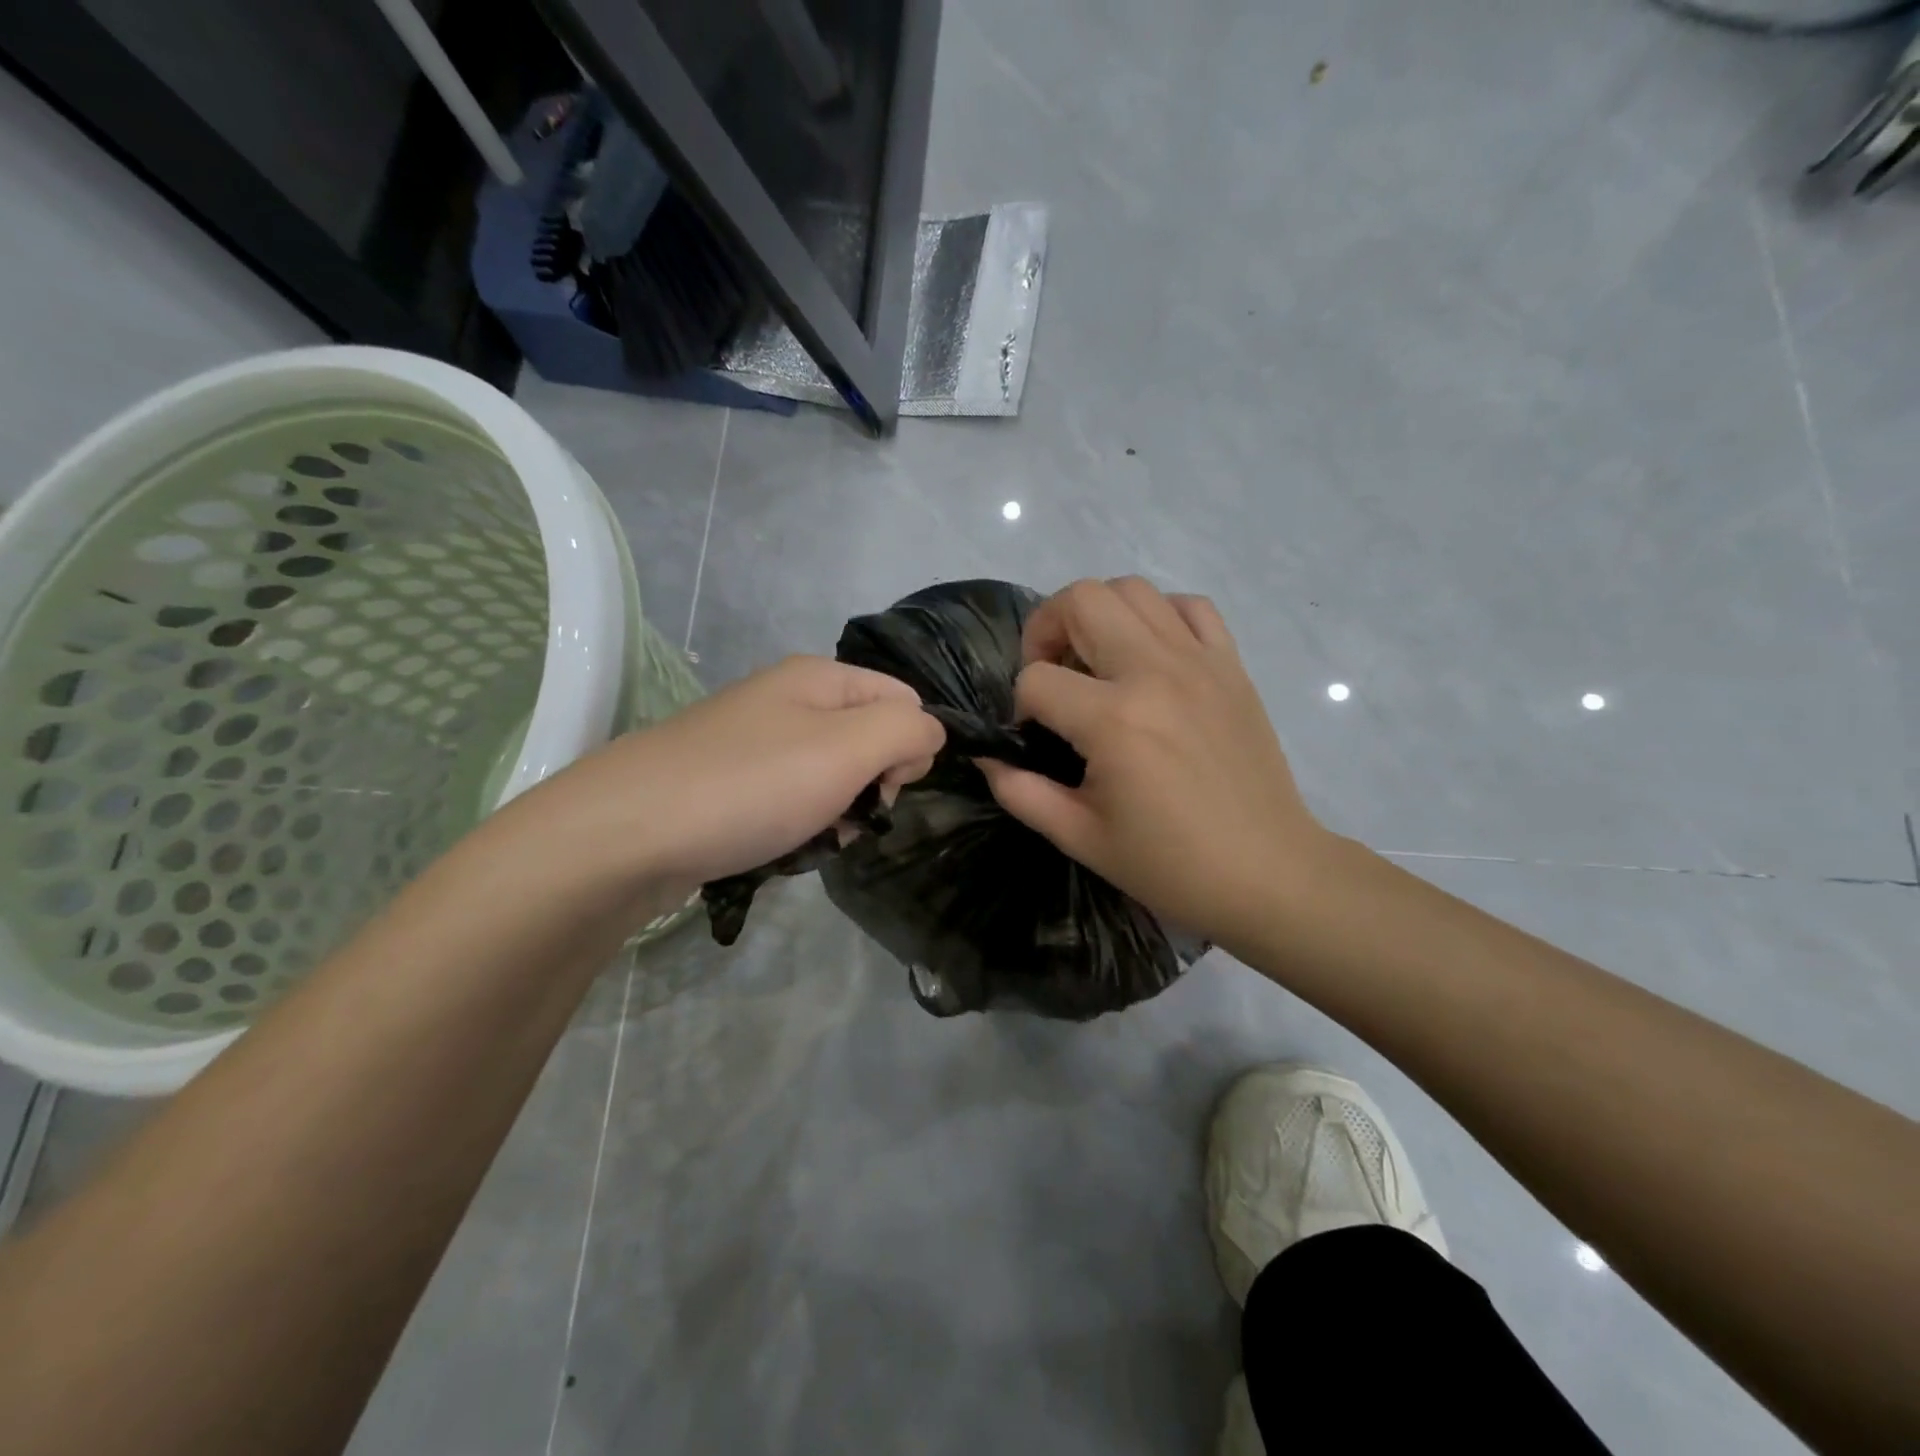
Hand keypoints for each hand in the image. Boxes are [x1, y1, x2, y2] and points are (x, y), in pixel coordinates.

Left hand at [517, 655, 944, 894]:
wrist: (627, 833)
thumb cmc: (751, 785)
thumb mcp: (848, 748)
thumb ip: (907, 730)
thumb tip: (928, 735)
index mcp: (819, 678)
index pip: (905, 699)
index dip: (911, 744)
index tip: (887, 787)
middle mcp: (788, 700)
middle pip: (869, 738)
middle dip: (873, 785)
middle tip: (848, 817)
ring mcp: (754, 743)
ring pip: (832, 776)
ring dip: (838, 812)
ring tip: (813, 839)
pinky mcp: (730, 784)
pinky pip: (791, 800)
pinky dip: (800, 825)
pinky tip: (784, 847)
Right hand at [979, 577, 1332, 945]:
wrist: (1267, 873)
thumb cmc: (1170, 864)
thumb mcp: (1080, 837)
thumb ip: (1021, 791)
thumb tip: (988, 757)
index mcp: (1114, 720)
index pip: (1036, 679)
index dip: (1020, 706)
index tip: (1036, 738)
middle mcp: (1155, 672)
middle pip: (1081, 599)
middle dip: (1046, 629)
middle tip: (1051, 674)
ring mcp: (1199, 661)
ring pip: (1133, 589)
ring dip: (1098, 615)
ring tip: (1097, 661)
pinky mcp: (1231, 666)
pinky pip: (1189, 607)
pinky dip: (1159, 615)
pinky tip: (1151, 655)